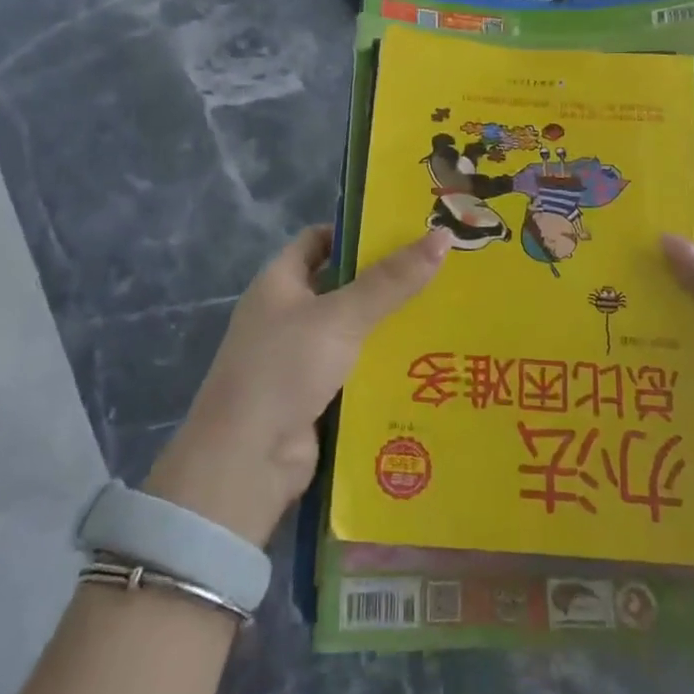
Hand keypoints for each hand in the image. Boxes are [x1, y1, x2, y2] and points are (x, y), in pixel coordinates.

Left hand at [145, 226, 447, 545]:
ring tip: (447, 314)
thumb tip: (442, 236)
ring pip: (354, 332)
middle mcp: (287, 315)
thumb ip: (391, 281)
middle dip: (386, 281)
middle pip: (342, 286)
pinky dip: (385, 367)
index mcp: (279, 283)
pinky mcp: (317, 397)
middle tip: (442, 271)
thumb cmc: (284, 368)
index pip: (318, 241)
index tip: (405, 231)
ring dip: (391, 327)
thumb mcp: (340, 316)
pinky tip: (429, 363)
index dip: (356, 232)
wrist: (246, 462)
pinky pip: (357, 371)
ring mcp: (300, 359)